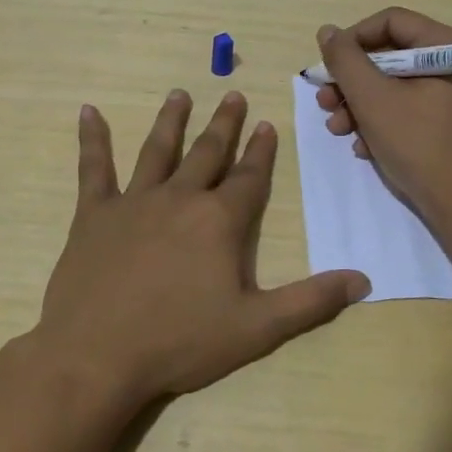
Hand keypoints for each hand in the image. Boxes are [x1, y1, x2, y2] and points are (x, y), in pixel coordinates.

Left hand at [31, 89, 369, 409]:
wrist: (97, 356)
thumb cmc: (180, 342)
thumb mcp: (256, 328)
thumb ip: (310, 301)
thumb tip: (362, 280)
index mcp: (219, 221)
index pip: (249, 177)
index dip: (261, 151)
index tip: (267, 123)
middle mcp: (180, 199)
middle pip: (207, 153)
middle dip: (224, 124)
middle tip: (233, 95)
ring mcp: (134, 202)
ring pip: (158, 150)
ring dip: (171, 121)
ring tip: (180, 94)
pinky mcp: (94, 214)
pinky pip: (94, 168)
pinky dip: (92, 138)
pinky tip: (88, 111)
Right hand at [315, 8, 451, 228]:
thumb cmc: (421, 145)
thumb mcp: (373, 99)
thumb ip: (345, 60)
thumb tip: (328, 32)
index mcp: (447, 46)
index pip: (390, 21)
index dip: (352, 40)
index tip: (327, 67)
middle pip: (390, 55)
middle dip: (351, 81)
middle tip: (325, 103)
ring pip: (395, 86)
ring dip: (360, 105)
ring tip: (339, 130)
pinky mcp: (450, 124)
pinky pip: (408, 109)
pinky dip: (381, 123)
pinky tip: (364, 147)